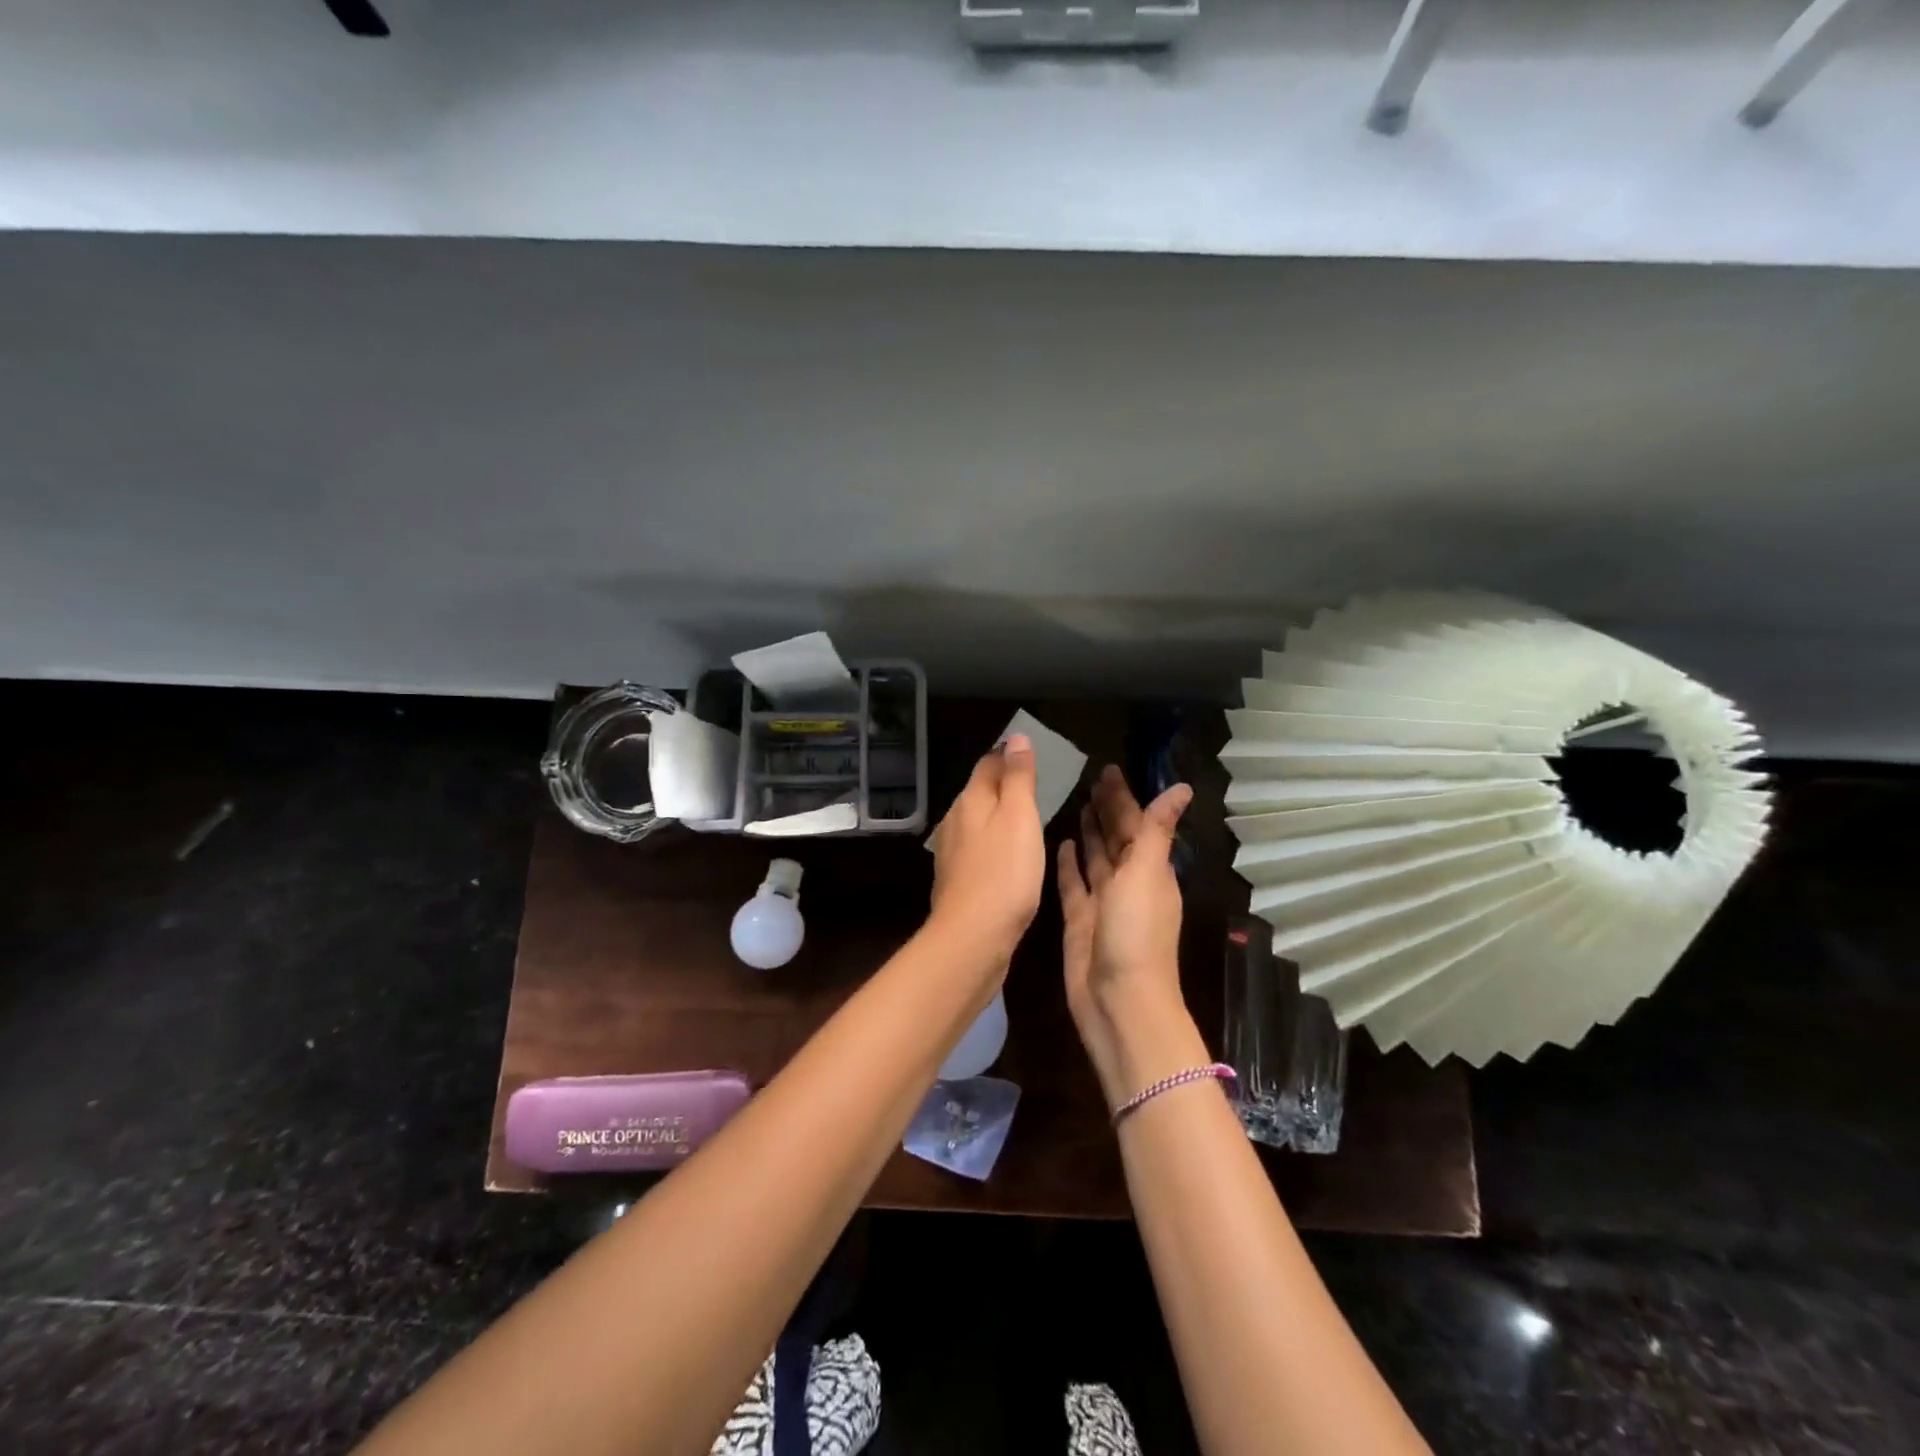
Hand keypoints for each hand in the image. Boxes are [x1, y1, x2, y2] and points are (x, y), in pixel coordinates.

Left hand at [928, 735, 1045, 963]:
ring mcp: (951, 852)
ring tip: (1025, 819)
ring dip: (998, 816)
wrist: (973, 935)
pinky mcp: (956, 879)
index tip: (1031, 754)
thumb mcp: (1019, 817)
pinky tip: (1008, 857)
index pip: (988, 763)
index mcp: (970, 800)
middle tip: (1035, 784)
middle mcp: (954, 820)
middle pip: (980, 791)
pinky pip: (977, 849)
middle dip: (1003, 784)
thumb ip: (1018, 777)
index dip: (1009, 755)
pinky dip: (993, 844)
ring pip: (977, 821)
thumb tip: (1015, 737)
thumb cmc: (1004, 872)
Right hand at [1057, 766, 1197, 1108]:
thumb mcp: (1147, 874)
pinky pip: (1073, 883)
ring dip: (1090, 832)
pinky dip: (1069, 863)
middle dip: (1107, 809)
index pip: (1136, 823)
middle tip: (1088, 778)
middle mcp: (1128, 882)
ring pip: (1095, 858)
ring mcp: (1102, 902)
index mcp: (1150, 870)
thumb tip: (1182, 788)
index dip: (1124, 796)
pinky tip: (1060, 842)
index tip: (1108, 769)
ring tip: (1076, 803)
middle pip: (1116, 837)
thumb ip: (1157, 829)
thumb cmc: (1135, 933)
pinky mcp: (1079, 919)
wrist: (1119, 1001)